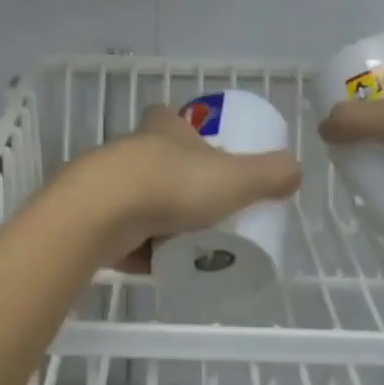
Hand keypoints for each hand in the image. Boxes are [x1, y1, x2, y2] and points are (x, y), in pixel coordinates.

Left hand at [73, 104, 301, 266]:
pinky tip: (155, 267)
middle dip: (176, 184)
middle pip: (155, 161)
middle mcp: (130, 149)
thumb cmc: (173, 185)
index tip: (204, 154)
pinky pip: (119, 234)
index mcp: (163, 129)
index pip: (172, 117)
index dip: (187, 132)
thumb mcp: (236, 178)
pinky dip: (137, 249)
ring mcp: (104, 183)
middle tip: (203, 210)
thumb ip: (270, 173)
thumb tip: (295, 170)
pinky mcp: (88, 217)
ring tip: (183, 245)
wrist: (101, 215)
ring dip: (156, 219)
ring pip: (136, 198)